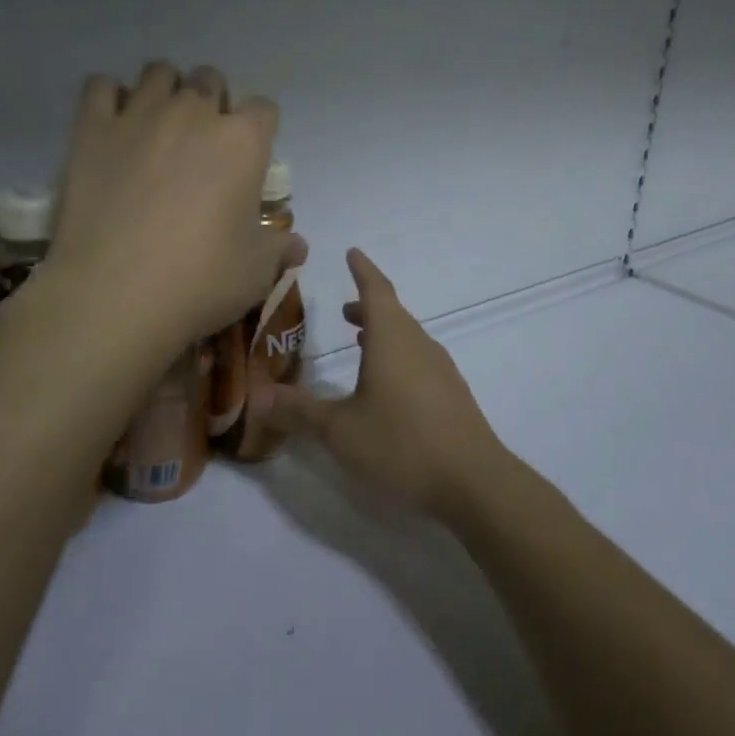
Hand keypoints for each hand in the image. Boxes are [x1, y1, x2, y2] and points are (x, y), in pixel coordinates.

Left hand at [49, 62, 305, 365]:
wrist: (115, 294)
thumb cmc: (200, 280)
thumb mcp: (255, 272)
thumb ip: (278, 249)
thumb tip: (297, 246)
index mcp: (242, 142)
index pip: (263, 108)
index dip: (259, 128)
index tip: (249, 154)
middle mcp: (194, 113)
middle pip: (210, 79)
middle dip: (211, 100)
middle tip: (201, 141)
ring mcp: (140, 116)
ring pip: (158, 72)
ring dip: (165, 90)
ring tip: (158, 125)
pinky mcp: (92, 129)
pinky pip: (100, 86)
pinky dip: (110, 97)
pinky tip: (114, 124)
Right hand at [254, 248, 509, 520]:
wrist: (474, 482)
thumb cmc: (402, 444)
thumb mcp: (340, 431)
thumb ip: (300, 412)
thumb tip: (260, 397)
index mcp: (392, 338)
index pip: (376, 289)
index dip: (362, 270)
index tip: (352, 252)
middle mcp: (418, 344)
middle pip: (392, 313)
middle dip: (367, 307)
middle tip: (344, 311)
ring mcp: (440, 369)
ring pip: (407, 337)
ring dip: (383, 333)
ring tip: (360, 342)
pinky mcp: (452, 394)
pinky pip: (419, 359)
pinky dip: (398, 356)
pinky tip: (388, 385)